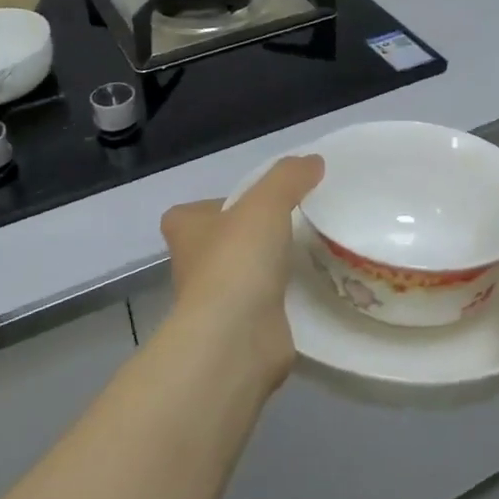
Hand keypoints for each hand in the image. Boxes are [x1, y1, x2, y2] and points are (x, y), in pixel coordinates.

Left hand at [159, 155, 324, 393]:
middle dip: (250, 236)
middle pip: (221, 243)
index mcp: (185, 230)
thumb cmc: (238, 260)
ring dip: (268, 268)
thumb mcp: (267, 202)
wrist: (236, 336)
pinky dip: (283, 298)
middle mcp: (192, 265)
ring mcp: (214, 302)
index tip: (252, 203)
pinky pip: (264, 304)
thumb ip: (290, 177)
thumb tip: (313, 162)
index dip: (219, 206)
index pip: (191, 213)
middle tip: (292, 224)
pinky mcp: (240, 329)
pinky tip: (312, 289)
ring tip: (310, 253)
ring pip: (242, 275)